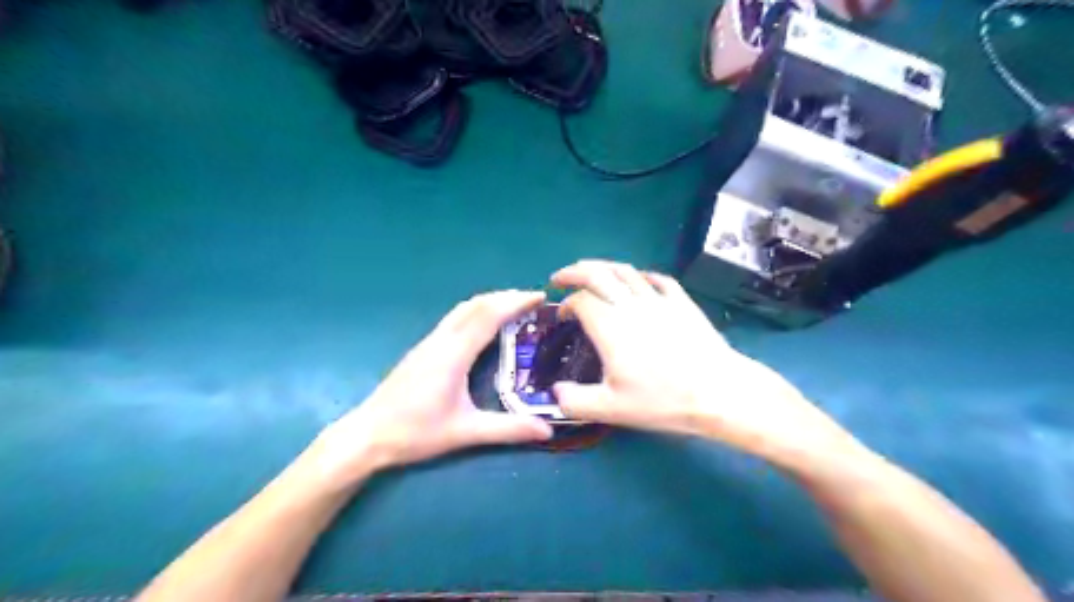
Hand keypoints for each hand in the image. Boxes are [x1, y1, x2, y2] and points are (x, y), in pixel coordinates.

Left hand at [303, 290, 547, 486]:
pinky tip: (483, 325)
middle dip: (506, 297)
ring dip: (490, 302)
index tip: (539, 297)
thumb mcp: (464, 432)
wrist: (366, 435)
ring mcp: (429, 342)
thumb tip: (547, 431)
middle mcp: (441, 340)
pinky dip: (476, 311)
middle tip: (532, 300)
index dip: (515, 302)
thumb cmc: (415, 433)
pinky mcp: (423, 349)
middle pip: (476, 305)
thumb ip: (507, 430)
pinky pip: (454, 318)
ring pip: (463, 309)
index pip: (488, 316)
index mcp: (453, 354)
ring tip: (513, 307)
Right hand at [548, 261, 860, 468]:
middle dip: (575, 271)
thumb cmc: (663, 400)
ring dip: (604, 267)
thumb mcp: (612, 409)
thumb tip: (555, 393)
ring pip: (626, 271)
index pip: (580, 301)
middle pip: (598, 274)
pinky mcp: (682, 303)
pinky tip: (640, 281)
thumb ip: (575, 402)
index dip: (566, 305)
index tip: (562, 317)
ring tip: (592, 271)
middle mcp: (631, 304)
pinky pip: (659, 279)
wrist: (719, 392)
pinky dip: (643, 276)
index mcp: (610, 326)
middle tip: (561, 276)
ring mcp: (659, 300)